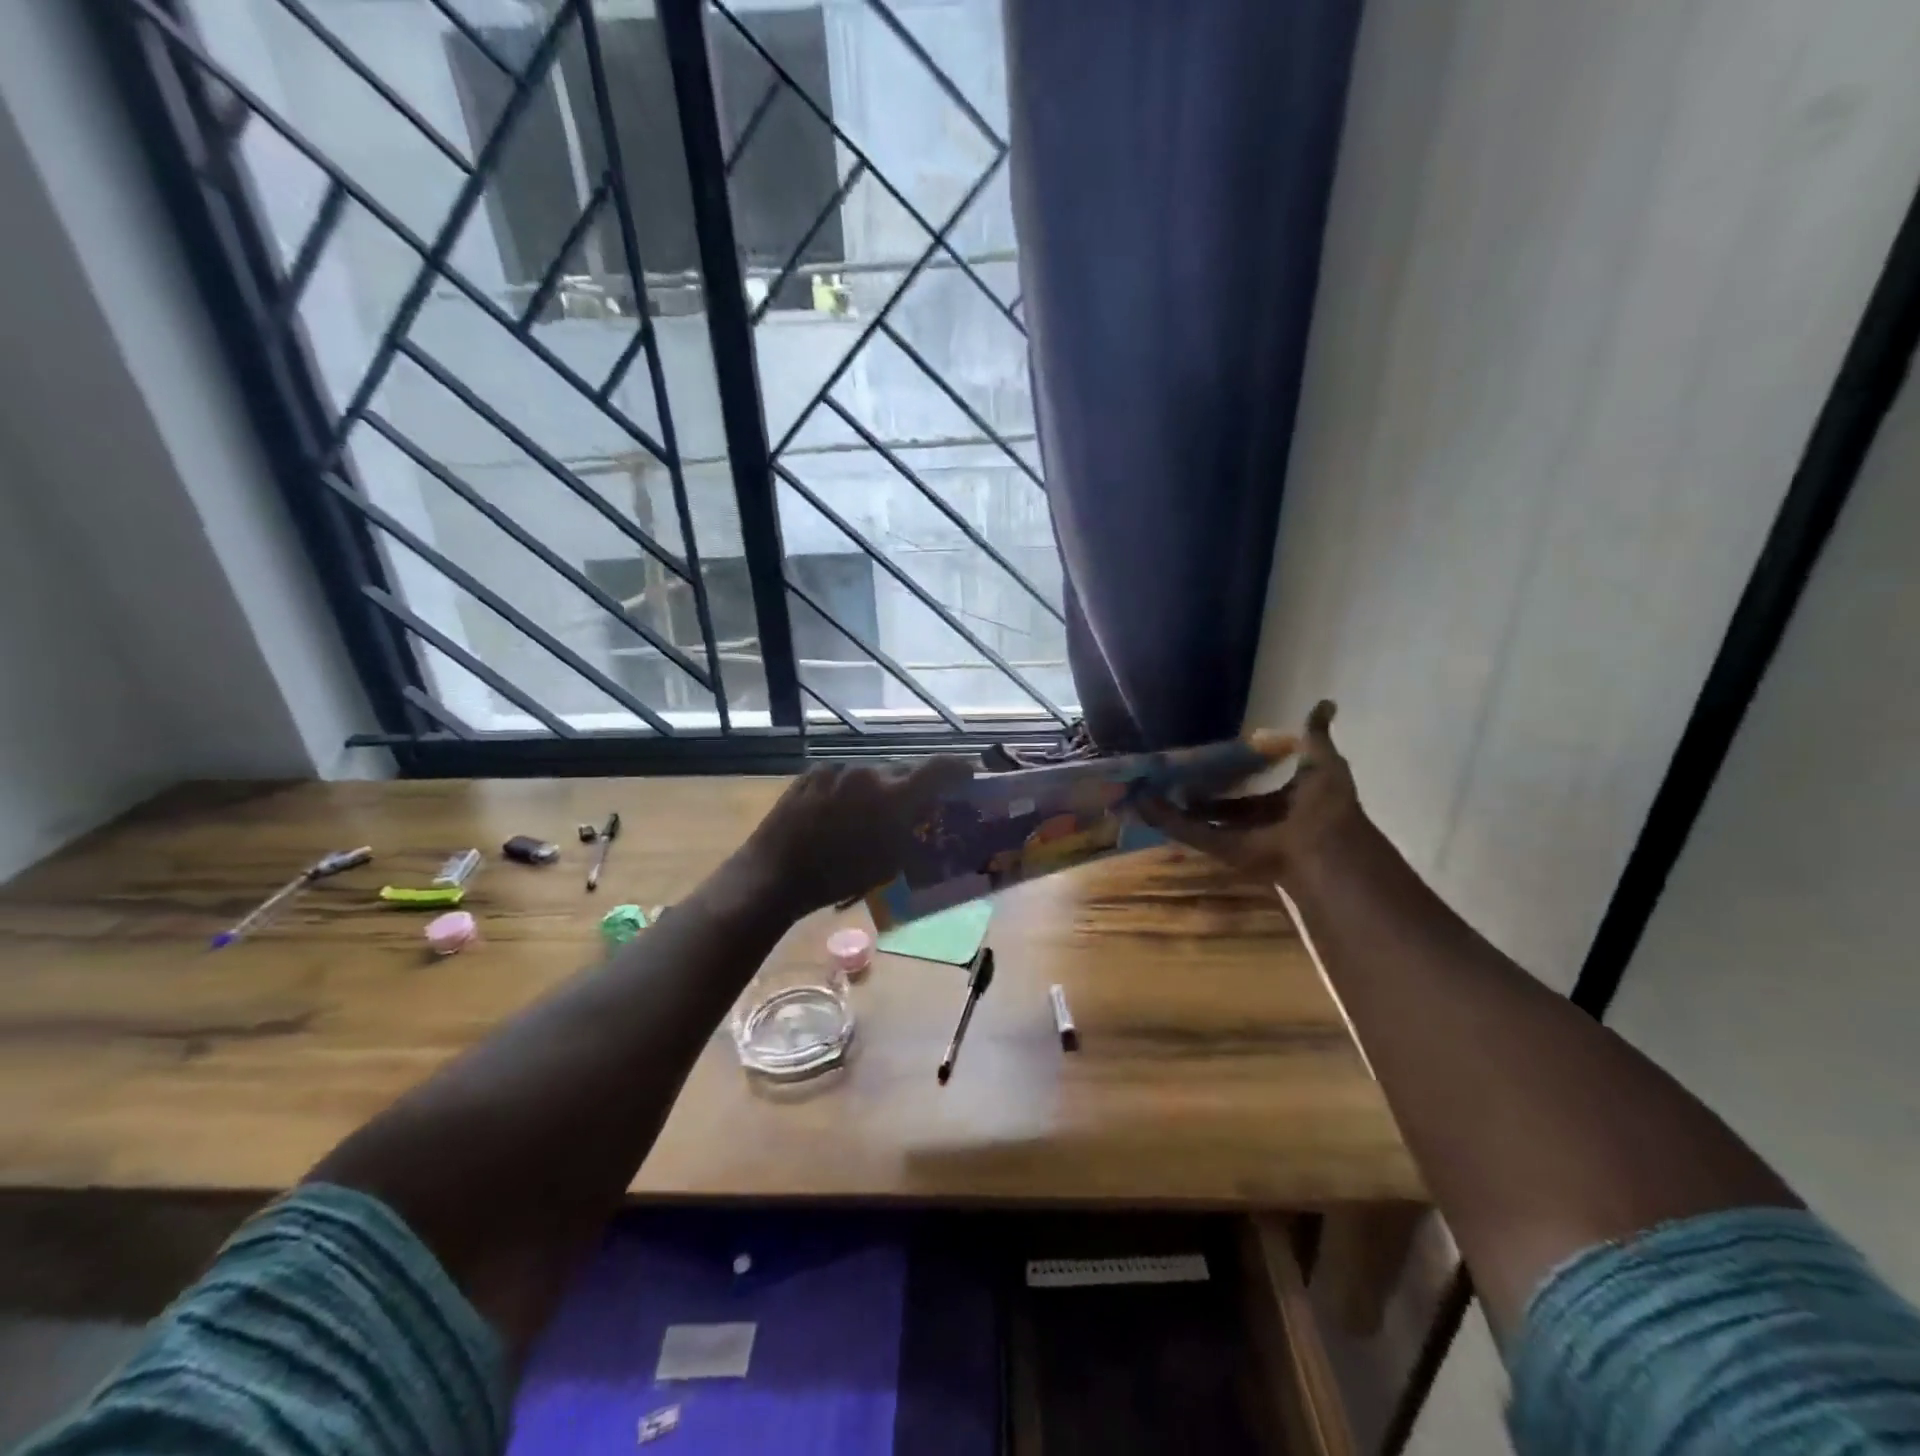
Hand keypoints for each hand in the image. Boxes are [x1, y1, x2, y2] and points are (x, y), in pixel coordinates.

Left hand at [737, 757, 974, 916]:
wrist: (774, 874)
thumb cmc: (836, 878)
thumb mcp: (888, 863)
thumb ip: (913, 833)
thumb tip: (928, 817)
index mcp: (893, 797)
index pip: (940, 768)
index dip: (959, 769)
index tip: (967, 775)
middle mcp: (869, 773)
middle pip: (904, 772)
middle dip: (913, 788)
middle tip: (914, 808)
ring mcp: (838, 769)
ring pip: (872, 774)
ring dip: (878, 789)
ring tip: (868, 816)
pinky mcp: (813, 772)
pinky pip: (843, 776)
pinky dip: (849, 790)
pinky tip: (838, 813)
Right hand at [1140, 701, 1364, 886]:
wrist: (1324, 846)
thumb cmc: (1326, 806)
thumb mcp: (1324, 763)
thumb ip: (1316, 736)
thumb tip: (1325, 702)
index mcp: (1284, 803)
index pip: (1250, 788)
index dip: (1231, 775)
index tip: (1208, 760)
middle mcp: (1260, 822)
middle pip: (1224, 806)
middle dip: (1200, 792)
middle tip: (1173, 773)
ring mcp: (1239, 838)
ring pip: (1202, 820)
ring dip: (1176, 806)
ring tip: (1150, 787)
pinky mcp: (1221, 849)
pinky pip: (1191, 833)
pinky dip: (1167, 820)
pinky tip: (1145, 803)